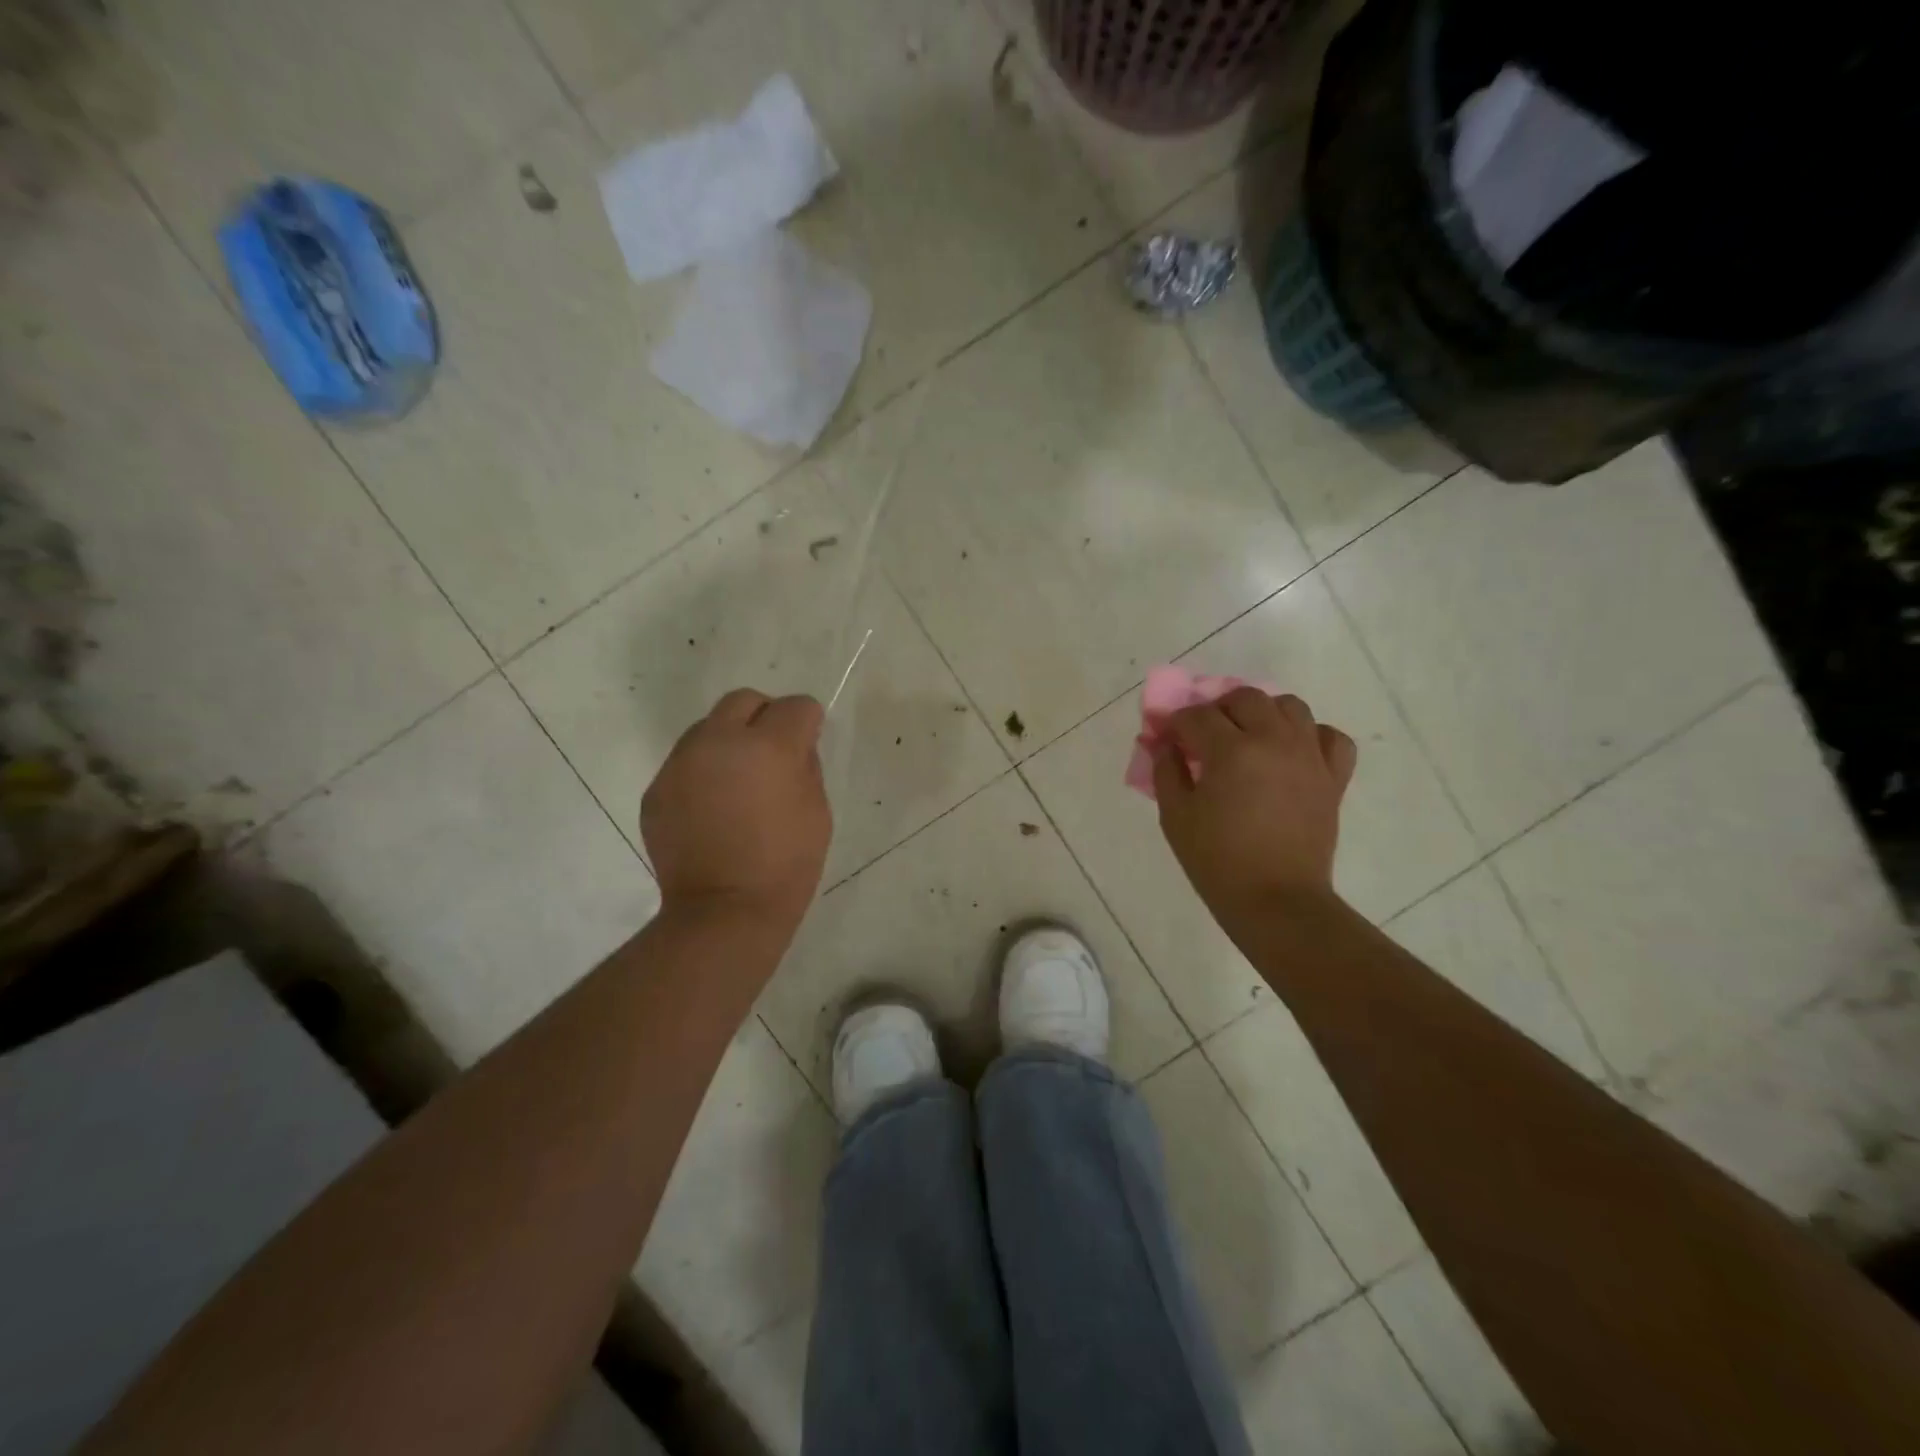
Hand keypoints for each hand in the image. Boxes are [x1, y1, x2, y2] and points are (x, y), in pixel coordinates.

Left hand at [641, 688, 831, 931]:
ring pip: (708, 728)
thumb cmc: (786, 864)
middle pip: (744, 700)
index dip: (808, 723)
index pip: (795, 706)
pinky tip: (713, 809)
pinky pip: (686, 763)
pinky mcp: (657, 789)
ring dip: (729, 742)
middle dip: (765, 716)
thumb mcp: (817, 811)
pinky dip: (704, 773)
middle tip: (773, 754)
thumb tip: (794, 745)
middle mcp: (719, 742)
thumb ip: (806, 765)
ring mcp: (681, 764)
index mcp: (768, 746)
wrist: (724, 911)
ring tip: (738, 784)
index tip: (808, 744)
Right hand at [1151, 688, 1357, 921]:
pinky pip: (1331, 737)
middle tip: (1205, 736)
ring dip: (1264, 712)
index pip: (1197, 716)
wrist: (1276, 901)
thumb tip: (1164, 744)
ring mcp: (1309, 756)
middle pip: (1245, 698)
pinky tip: (1294, 751)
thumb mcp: (1175, 816)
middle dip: (1218, 709)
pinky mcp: (1333, 777)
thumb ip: (1166, 771)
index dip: (1176, 723)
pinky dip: (1312, 735)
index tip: (1168, 738)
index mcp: (1231, 751)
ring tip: (1250, 736)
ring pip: (1290, 707)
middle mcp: (1274, 741)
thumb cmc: (1217, 861)